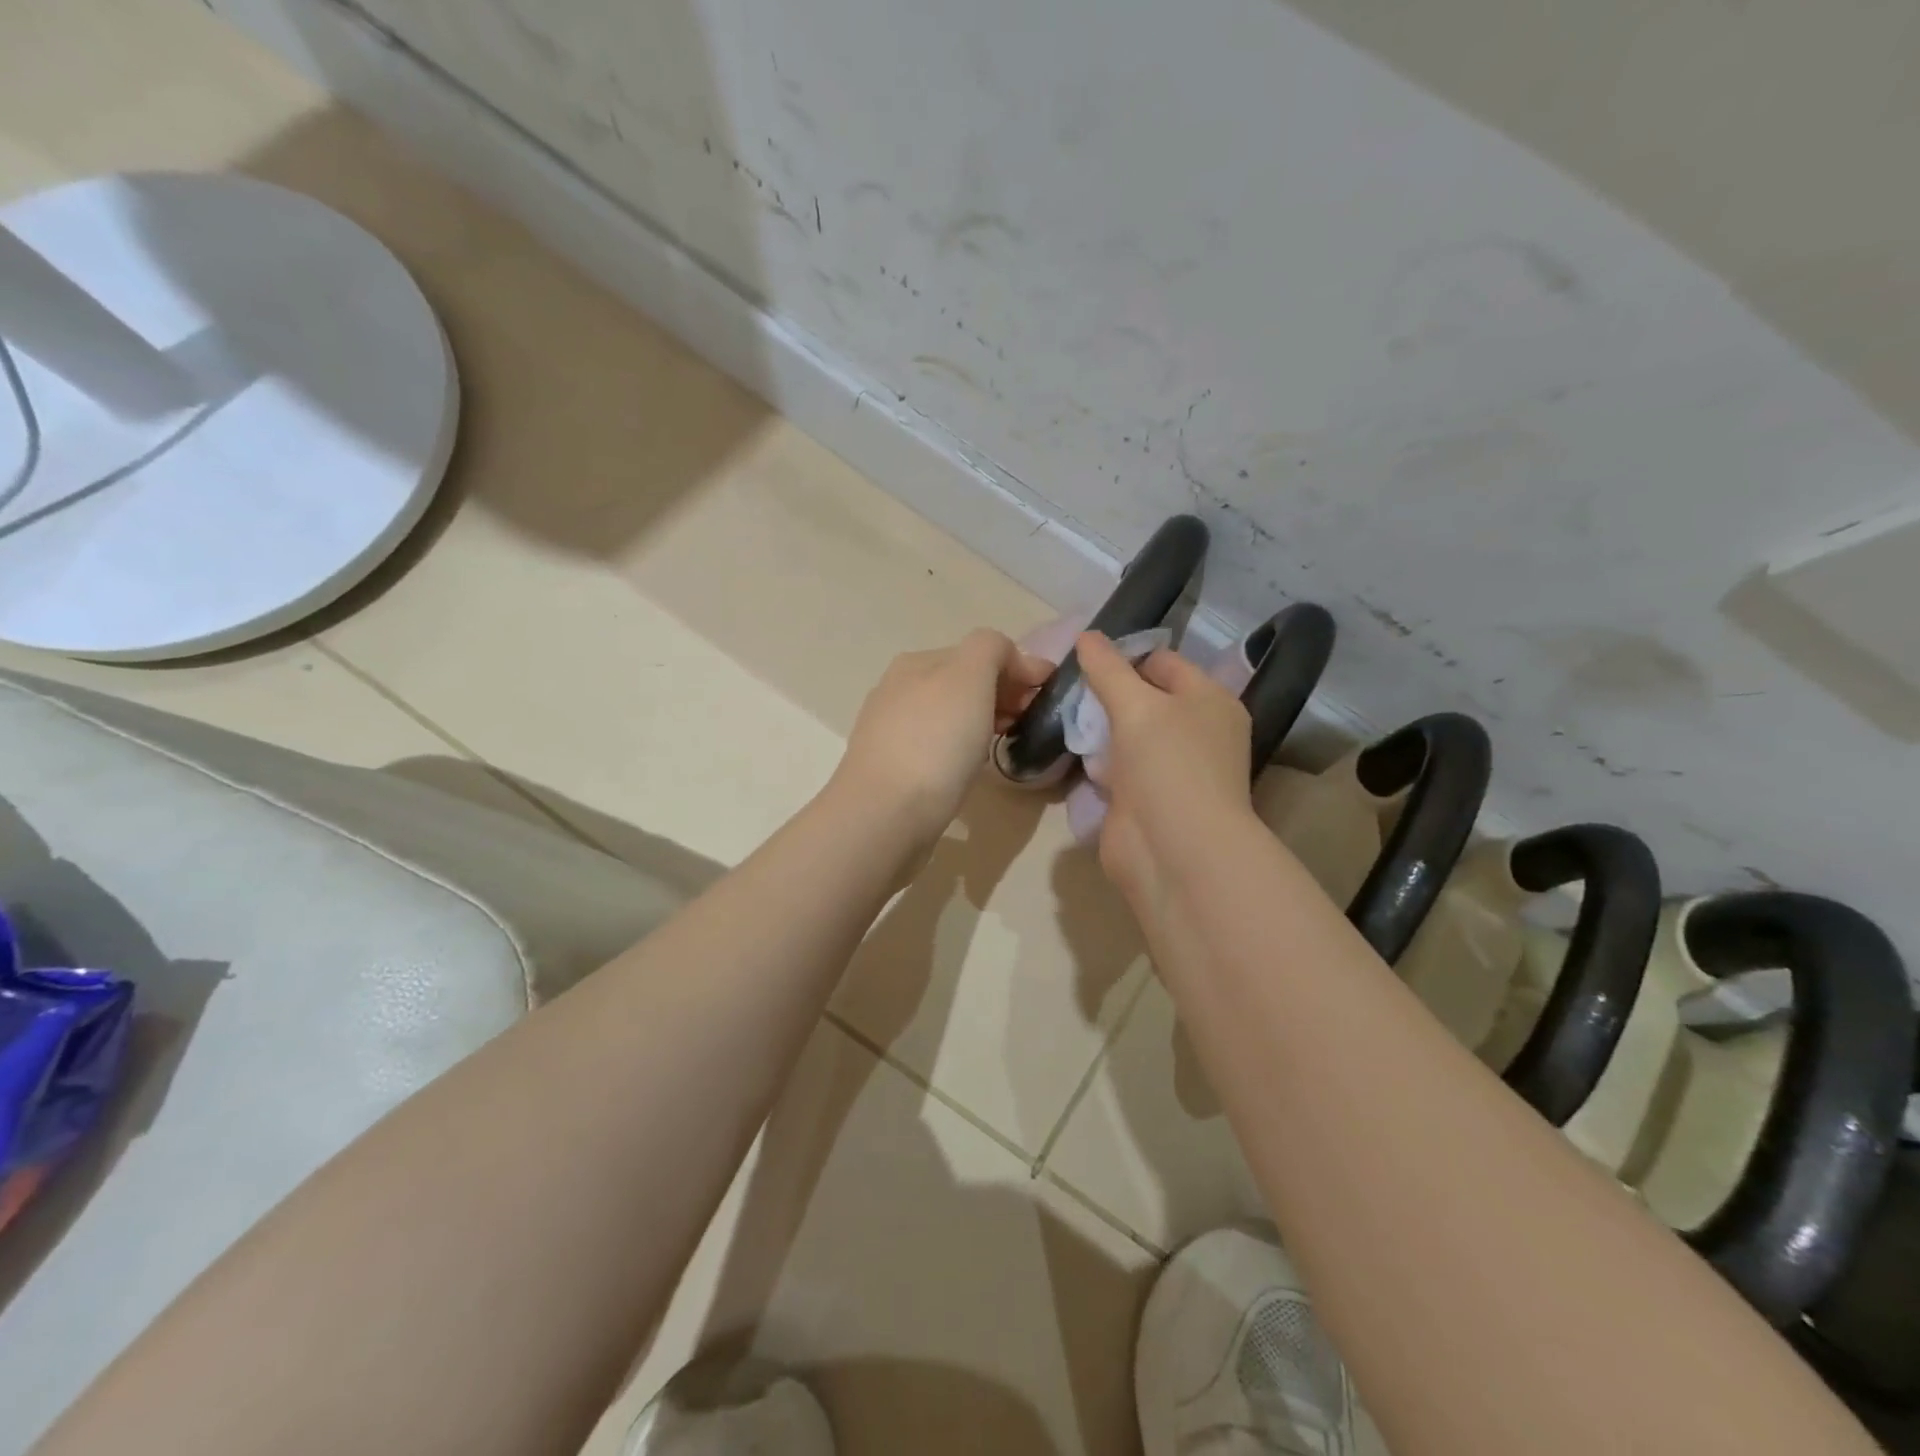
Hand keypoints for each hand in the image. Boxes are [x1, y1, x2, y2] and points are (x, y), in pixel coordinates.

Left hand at [833, 628, 1053, 838]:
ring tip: (1004, 743)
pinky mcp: (892, 768)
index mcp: (916, 662)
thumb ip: (992, 649)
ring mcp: (891, 731)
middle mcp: (898, 690)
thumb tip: (1011, 660)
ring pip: (949, 716)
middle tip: (1029, 721)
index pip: (979, 652)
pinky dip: (959, 749)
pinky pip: (936, 747)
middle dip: (1002, 695)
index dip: (1018, 669)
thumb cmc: (934, 743)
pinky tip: (969, 768)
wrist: (885, 815)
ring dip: (981, 722)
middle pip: (963, 683)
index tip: (1046, 697)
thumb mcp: (970, 677)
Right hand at [1076, 632, 1255, 906]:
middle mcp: (1195, 731)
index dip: (1126, 655)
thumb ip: (1108, 669)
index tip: (1083, 657)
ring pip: (1128, 735)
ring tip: (1063, 714)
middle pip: (1145, 698)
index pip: (1164, 662)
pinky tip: (1073, 752)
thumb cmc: (1167, 764)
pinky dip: (1098, 761)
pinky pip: (1117, 768)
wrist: (1173, 850)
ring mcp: (1170, 768)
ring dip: (1099, 728)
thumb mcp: (1137, 705)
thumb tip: (1086, 635)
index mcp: (1209, 701)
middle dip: (1108, 692)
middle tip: (1067, 686)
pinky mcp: (1145, 799)